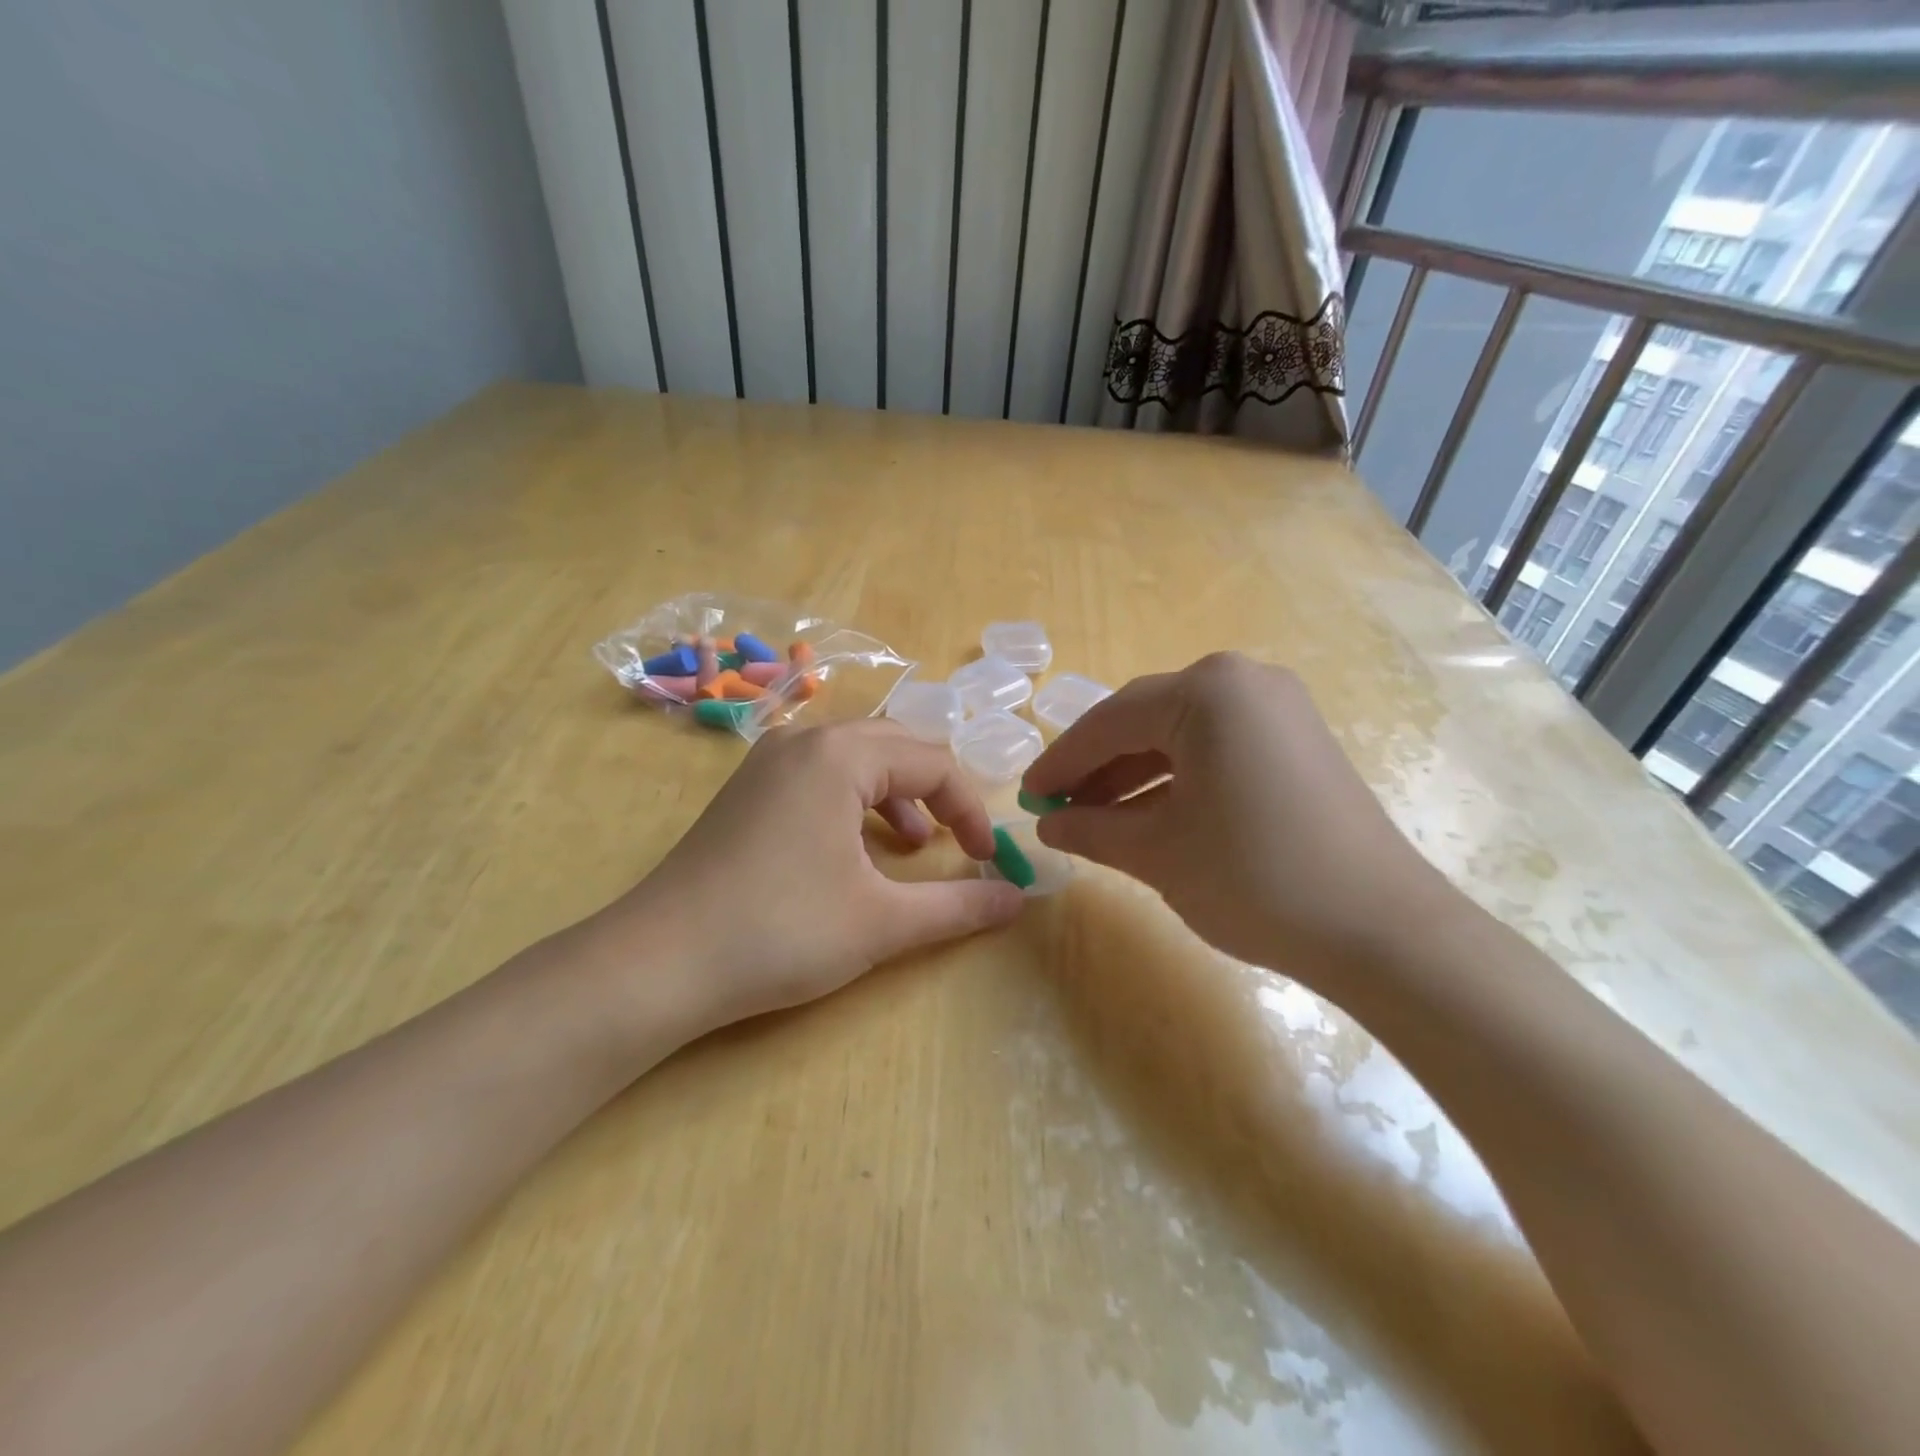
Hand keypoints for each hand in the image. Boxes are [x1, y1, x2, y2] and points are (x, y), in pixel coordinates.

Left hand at [576, 720, 1023, 1042]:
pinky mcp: (748, 790)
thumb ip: (958, 906)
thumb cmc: (780, 933)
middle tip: (958, 840)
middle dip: (937, 792)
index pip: (934, 763)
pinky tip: (856, 849)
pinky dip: (855, 801)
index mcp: (841, 755)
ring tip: (912, 846)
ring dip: (897, 794)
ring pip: (857, 758)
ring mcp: (768, 762)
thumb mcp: (882, 922)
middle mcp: (804, 741)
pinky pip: (821, 775)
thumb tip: (1017, 900)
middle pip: (897, 746)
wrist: (659, 963)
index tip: (987, 860)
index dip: (971, 810)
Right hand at [1021, 652, 1456, 987]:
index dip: (1060, 762)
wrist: (1383, 931)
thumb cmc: (1255, 878)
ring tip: (1095, 817)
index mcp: (1206, 692)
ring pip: (1181, 735)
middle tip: (1057, 808)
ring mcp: (1278, 708)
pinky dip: (1177, 778)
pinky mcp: (1298, 740)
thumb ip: (1091, 829)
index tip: (1026, 797)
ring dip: (1134, 775)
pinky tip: (1150, 814)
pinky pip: (1217, 747)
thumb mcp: (1157, 853)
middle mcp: (1244, 681)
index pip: (1109, 722)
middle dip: (1096, 767)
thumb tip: (1047, 826)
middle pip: (1145, 720)